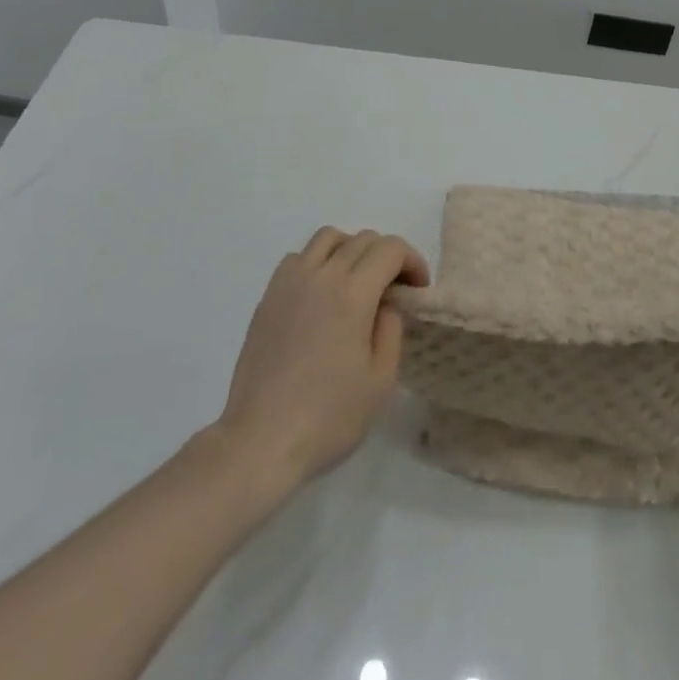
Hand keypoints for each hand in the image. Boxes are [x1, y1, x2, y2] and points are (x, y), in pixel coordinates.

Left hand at [217, 226, 428, 488]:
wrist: (261, 441)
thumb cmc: (328, 418)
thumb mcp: (380, 381)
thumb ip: (391, 329)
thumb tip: (385, 304)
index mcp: (352, 294)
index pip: (390, 249)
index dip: (412, 261)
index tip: (417, 289)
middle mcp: (321, 276)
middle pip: (362, 239)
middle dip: (387, 256)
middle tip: (394, 290)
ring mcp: (290, 282)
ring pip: (328, 238)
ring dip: (351, 250)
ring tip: (357, 282)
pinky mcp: (268, 296)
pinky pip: (299, 257)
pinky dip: (318, 262)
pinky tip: (321, 295)